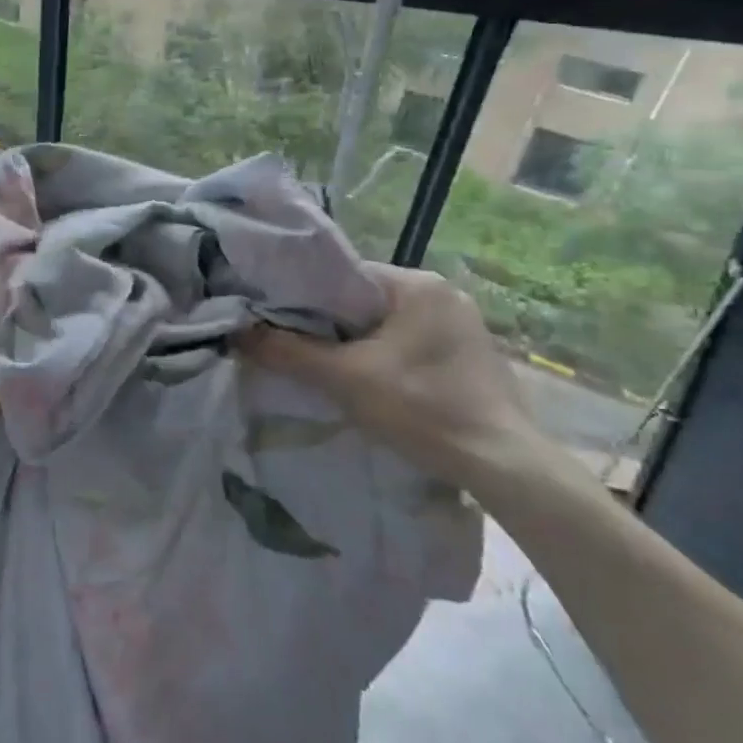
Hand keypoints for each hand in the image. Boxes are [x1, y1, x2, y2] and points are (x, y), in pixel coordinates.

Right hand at [239, 264, 545, 489]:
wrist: (504, 466)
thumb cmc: (423, 408)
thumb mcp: (345, 379)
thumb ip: (289, 351)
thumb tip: (237, 333)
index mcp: (417, 283)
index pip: (344, 276)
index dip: (307, 297)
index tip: (280, 320)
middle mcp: (443, 292)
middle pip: (364, 300)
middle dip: (332, 324)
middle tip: (299, 347)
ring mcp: (462, 324)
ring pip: (387, 324)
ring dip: (358, 343)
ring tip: (329, 367)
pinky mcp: (471, 354)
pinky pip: (411, 343)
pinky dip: (386, 357)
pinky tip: (373, 383)